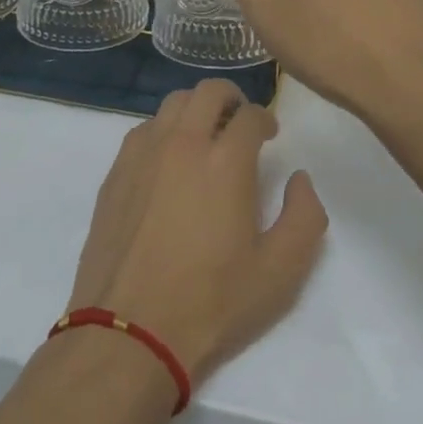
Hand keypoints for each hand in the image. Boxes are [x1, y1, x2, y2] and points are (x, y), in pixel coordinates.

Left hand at [67, 78, 326, 386]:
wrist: (129, 332)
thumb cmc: (211, 303)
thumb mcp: (280, 273)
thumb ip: (305, 217)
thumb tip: (300, 179)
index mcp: (227, 160)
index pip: (252, 114)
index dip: (266, 119)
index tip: (270, 134)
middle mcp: (184, 142)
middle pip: (209, 91)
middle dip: (232, 98)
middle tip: (240, 122)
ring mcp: (145, 152)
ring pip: (174, 102)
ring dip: (196, 108)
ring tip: (205, 134)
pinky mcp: (117, 170)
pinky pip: (145, 128)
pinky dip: (164, 129)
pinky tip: (168, 158)